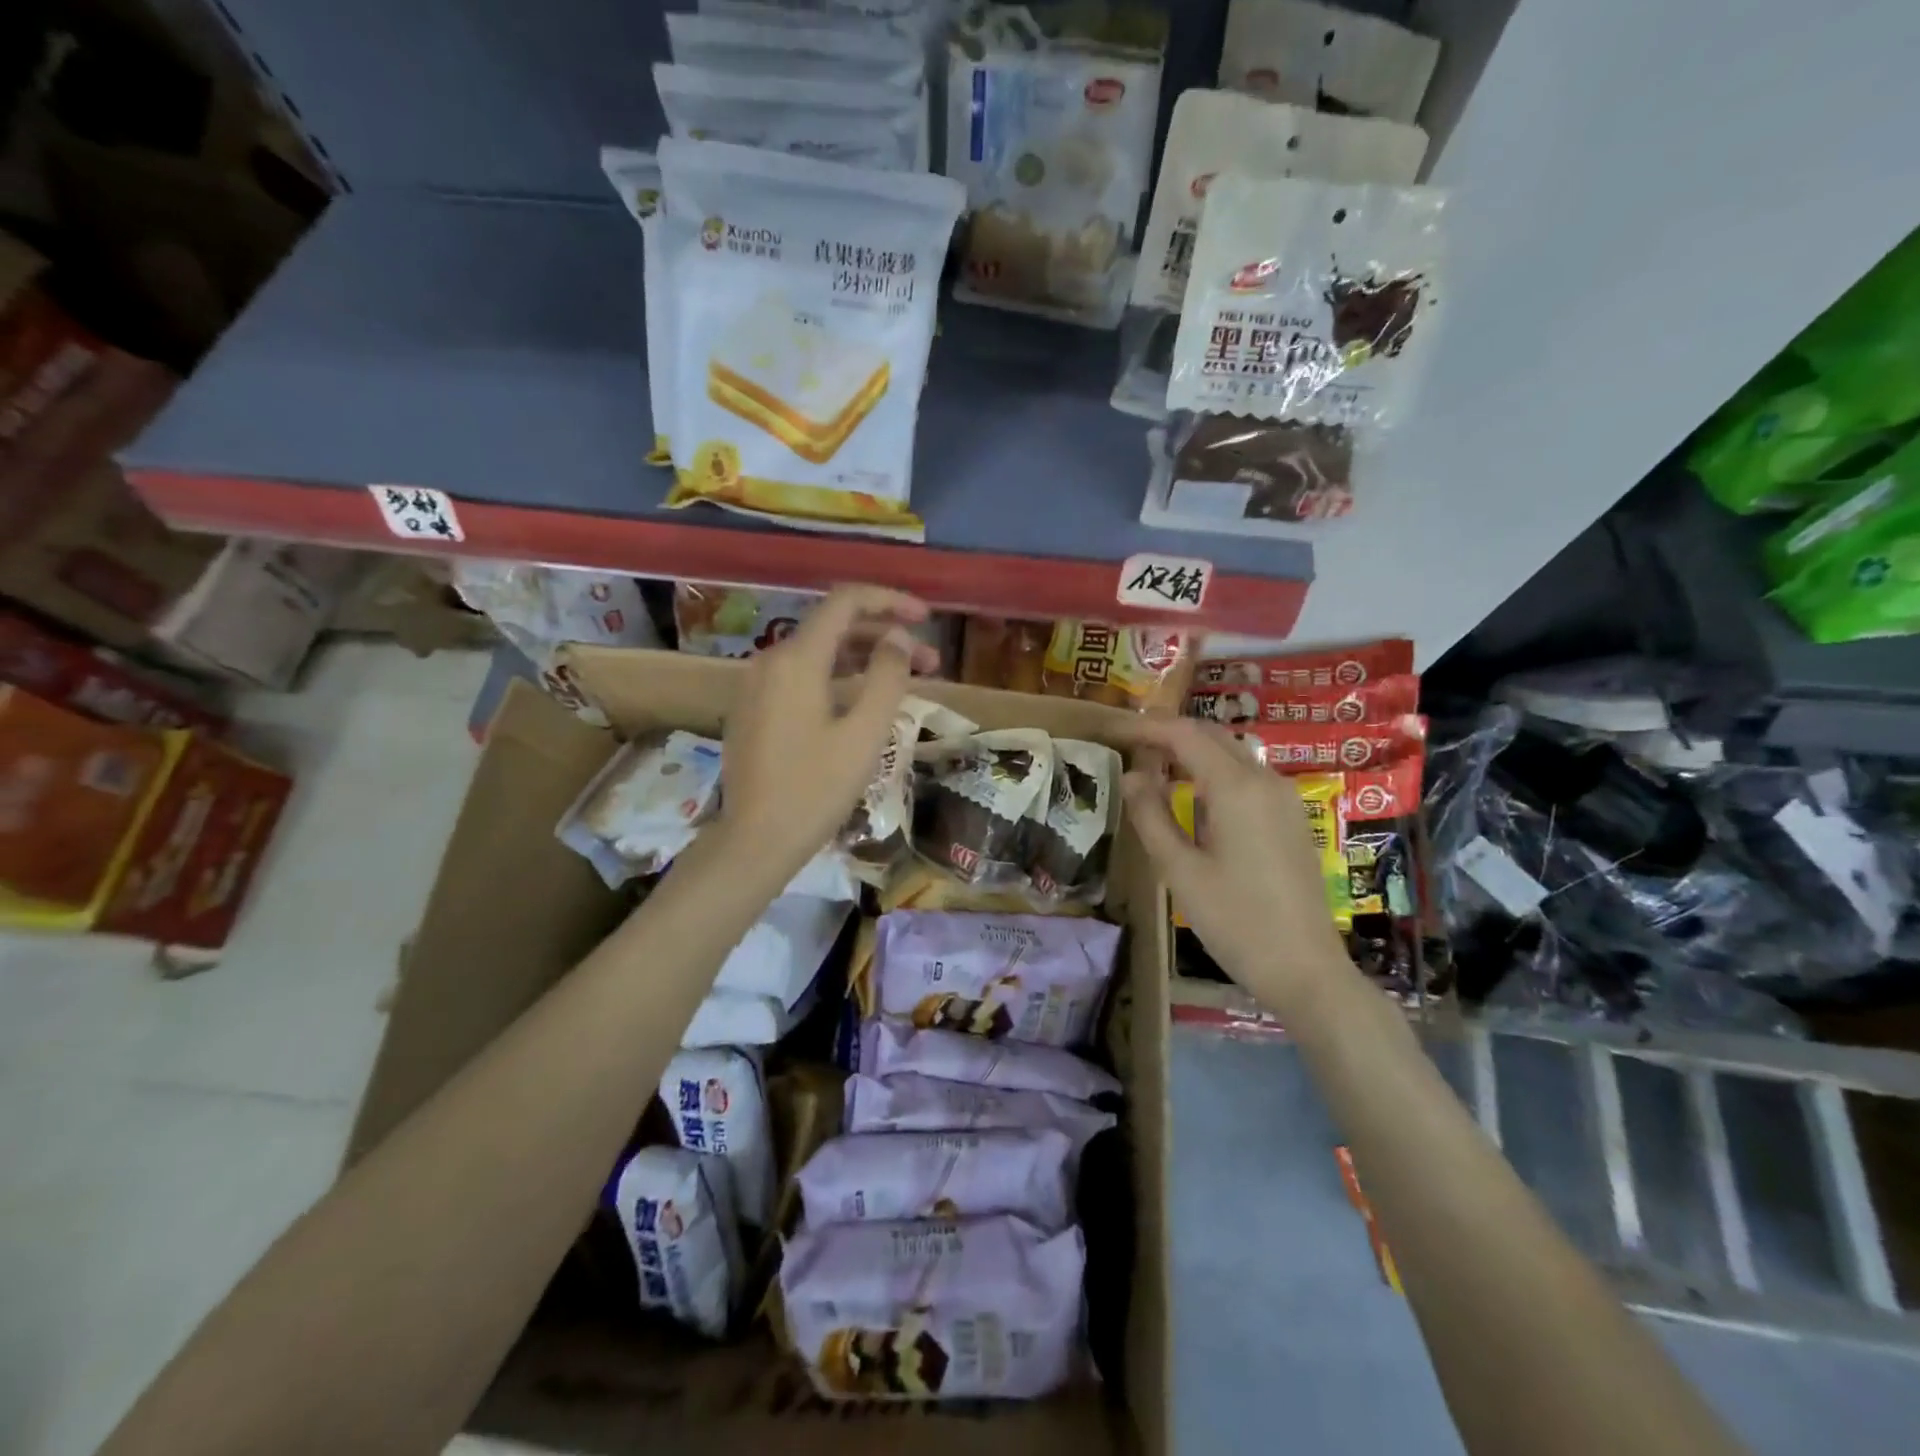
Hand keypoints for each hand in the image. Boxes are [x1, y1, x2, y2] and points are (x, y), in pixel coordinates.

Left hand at [717, 584, 936, 871]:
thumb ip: (887, 676)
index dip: (890, 600)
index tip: (926, 618)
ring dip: (864, 659)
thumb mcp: (865, 734)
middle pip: (834, 627)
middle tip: (930, 662)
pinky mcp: (754, 709)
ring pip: (818, 654)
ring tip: (906, 681)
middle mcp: (770, 660)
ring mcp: (757, 685)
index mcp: (797, 659)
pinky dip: (838, 677)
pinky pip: (802, 677)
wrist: (755, 841)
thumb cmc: (816, 789)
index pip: (845, 601)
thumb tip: (898, 639)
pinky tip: (863, 701)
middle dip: (885, 636)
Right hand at [1122, 717, 1349, 1008]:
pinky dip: (1213, 771)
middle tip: (1128, 744)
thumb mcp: (1180, 871)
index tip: (1113, 730)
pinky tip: (1192, 795)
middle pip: (1212, 736)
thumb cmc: (1235, 921)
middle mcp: (1265, 780)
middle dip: (1169, 733)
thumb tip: (1131, 776)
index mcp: (1236, 788)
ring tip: (1153, 766)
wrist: (1306, 969)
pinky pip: (1246, 776)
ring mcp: (1284, 798)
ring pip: (1231, 753)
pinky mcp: (1291, 817)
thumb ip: (1151, 816)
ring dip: (1192, 751)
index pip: (1185, 735)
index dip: (1146, 727)